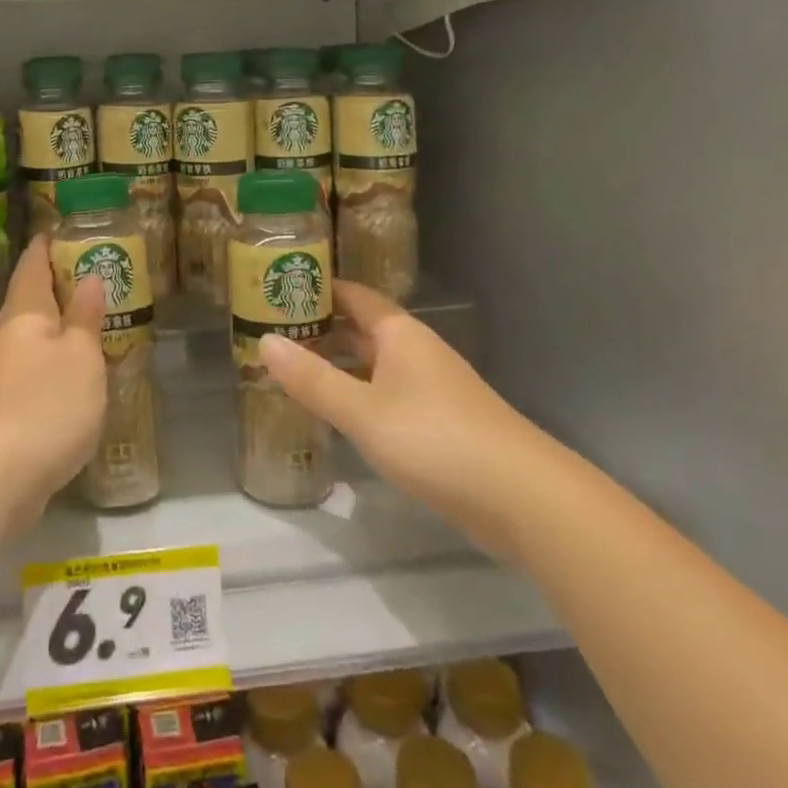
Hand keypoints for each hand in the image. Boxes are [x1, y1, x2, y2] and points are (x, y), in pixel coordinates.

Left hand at [0, 235, 107, 533]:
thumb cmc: (43, 404)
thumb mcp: (79, 356)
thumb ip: (85, 318)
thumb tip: (89, 278)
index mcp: (25, 312)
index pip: (33, 264)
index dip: (48, 245)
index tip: (66, 230)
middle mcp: (7, 336)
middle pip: (31, 299)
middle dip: (58, 285)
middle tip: (95, 275)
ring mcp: (0, 374)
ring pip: (33, 336)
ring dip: (59, 326)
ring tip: (93, 321)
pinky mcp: (3, 408)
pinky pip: (33, 369)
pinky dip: (55, 361)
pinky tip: (74, 374)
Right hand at [257, 280, 551, 556]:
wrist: (523, 498)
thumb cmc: (435, 439)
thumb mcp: (362, 410)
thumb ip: (312, 379)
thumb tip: (264, 341)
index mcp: (399, 334)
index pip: (353, 295)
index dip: (317, 289)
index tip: (277, 289)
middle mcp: (416, 351)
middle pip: (362, 329)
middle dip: (321, 329)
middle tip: (271, 333)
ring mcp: (431, 388)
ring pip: (374, 364)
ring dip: (338, 364)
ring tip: (293, 370)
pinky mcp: (441, 423)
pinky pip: (387, 394)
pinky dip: (358, 394)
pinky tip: (337, 413)